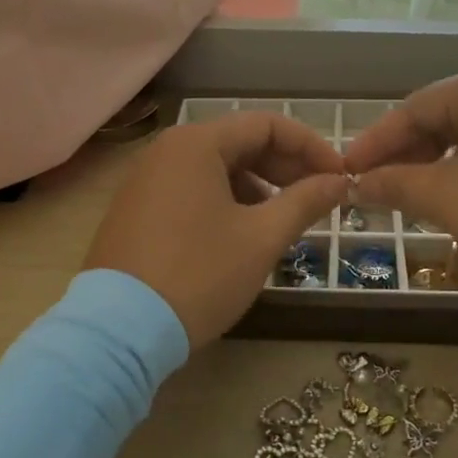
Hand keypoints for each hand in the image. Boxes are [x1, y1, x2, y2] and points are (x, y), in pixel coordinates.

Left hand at [84, 112, 347, 345]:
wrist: (118, 332)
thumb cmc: (199, 275)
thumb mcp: (261, 238)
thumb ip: (305, 202)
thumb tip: (339, 182)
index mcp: (197, 143)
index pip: (267, 125)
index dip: (311, 146)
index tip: (340, 176)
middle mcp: (167, 150)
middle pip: (240, 142)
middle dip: (285, 167)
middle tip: (319, 198)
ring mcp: (146, 179)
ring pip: (216, 167)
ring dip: (258, 186)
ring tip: (283, 220)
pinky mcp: (136, 209)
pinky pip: (192, 189)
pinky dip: (226, 200)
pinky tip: (242, 233)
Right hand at [342, 64, 457, 298]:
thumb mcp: (449, 198)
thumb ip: (395, 184)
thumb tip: (355, 183)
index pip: (413, 107)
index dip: (374, 143)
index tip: (345, 173)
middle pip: (443, 118)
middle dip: (406, 156)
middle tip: (376, 190)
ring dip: (435, 167)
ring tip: (413, 199)